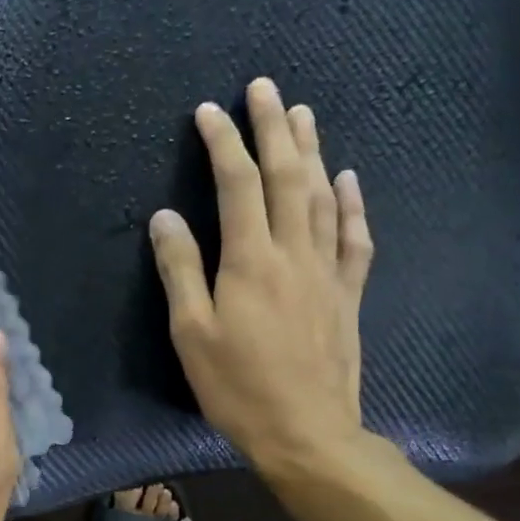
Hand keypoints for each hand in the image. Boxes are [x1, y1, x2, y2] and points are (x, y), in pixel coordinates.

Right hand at [149, 78, 374, 488]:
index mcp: (249, 261)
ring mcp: (327, 271)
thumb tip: (165, 217)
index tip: (209, 112)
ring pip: (321, 196)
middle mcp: (293, 253)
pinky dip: (350, 203)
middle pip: (286, 177)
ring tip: (302, 114)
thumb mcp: (191, 333)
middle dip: (272, 129)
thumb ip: (180, 270)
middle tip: (264, 88)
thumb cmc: (237, 386)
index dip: (223, 143)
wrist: (307, 432)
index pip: (237, 185)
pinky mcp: (347, 293)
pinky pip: (354, 237)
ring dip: (311, 151)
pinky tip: (347, 179)